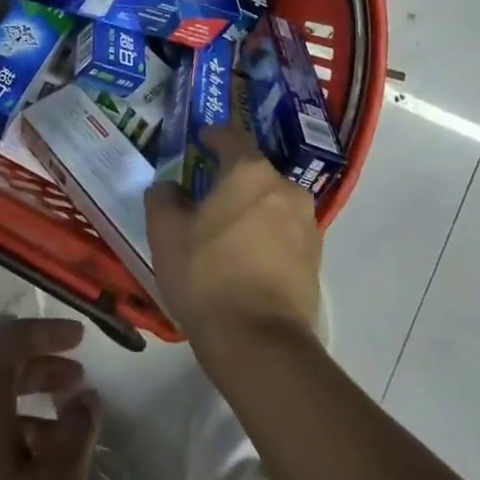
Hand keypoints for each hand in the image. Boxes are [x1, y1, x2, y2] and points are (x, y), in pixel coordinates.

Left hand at [0, 319, 99, 479]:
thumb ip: (76, 433)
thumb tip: (86, 398)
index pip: (13, 341)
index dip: (49, 333)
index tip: (82, 339)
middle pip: (0, 373)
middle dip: (42, 370)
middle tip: (78, 383)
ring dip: (30, 409)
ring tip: (66, 437)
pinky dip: (11, 438)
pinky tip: (35, 474)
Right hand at [145, 94, 321, 361]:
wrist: (260, 344)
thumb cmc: (207, 276)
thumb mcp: (165, 234)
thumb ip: (163, 198)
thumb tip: (169, 188)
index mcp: (250, 172)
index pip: (230, 137)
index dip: (212, 136)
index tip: (199, 141)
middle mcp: (285, 188)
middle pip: (254, 172)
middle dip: (231, 178)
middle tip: (206, 195)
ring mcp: (307, 223)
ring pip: (272, 203)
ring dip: (251, 209)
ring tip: (226, 231)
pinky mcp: (316, 258)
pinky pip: (284, 232)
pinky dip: (266, 236)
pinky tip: (246, 258)